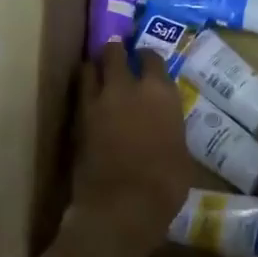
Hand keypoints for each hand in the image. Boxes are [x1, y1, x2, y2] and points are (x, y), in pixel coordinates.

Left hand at [70, 42, 190, 256]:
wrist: (122, 205)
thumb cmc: (165, 183)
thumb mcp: (181, 151)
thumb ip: (170, 127)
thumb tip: (164, 125)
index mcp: (160, 93)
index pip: (153, 58)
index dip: (149, 57)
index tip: (147, 59)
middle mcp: (127, 87)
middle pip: (115, 53)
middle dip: (116, 51)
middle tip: (118, 54)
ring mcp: (98, 101)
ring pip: (90, 67)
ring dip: (95, 67)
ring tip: (98, 71)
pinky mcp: (77, 119)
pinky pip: (79, 94)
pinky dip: (84, 91)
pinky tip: (89, 98)